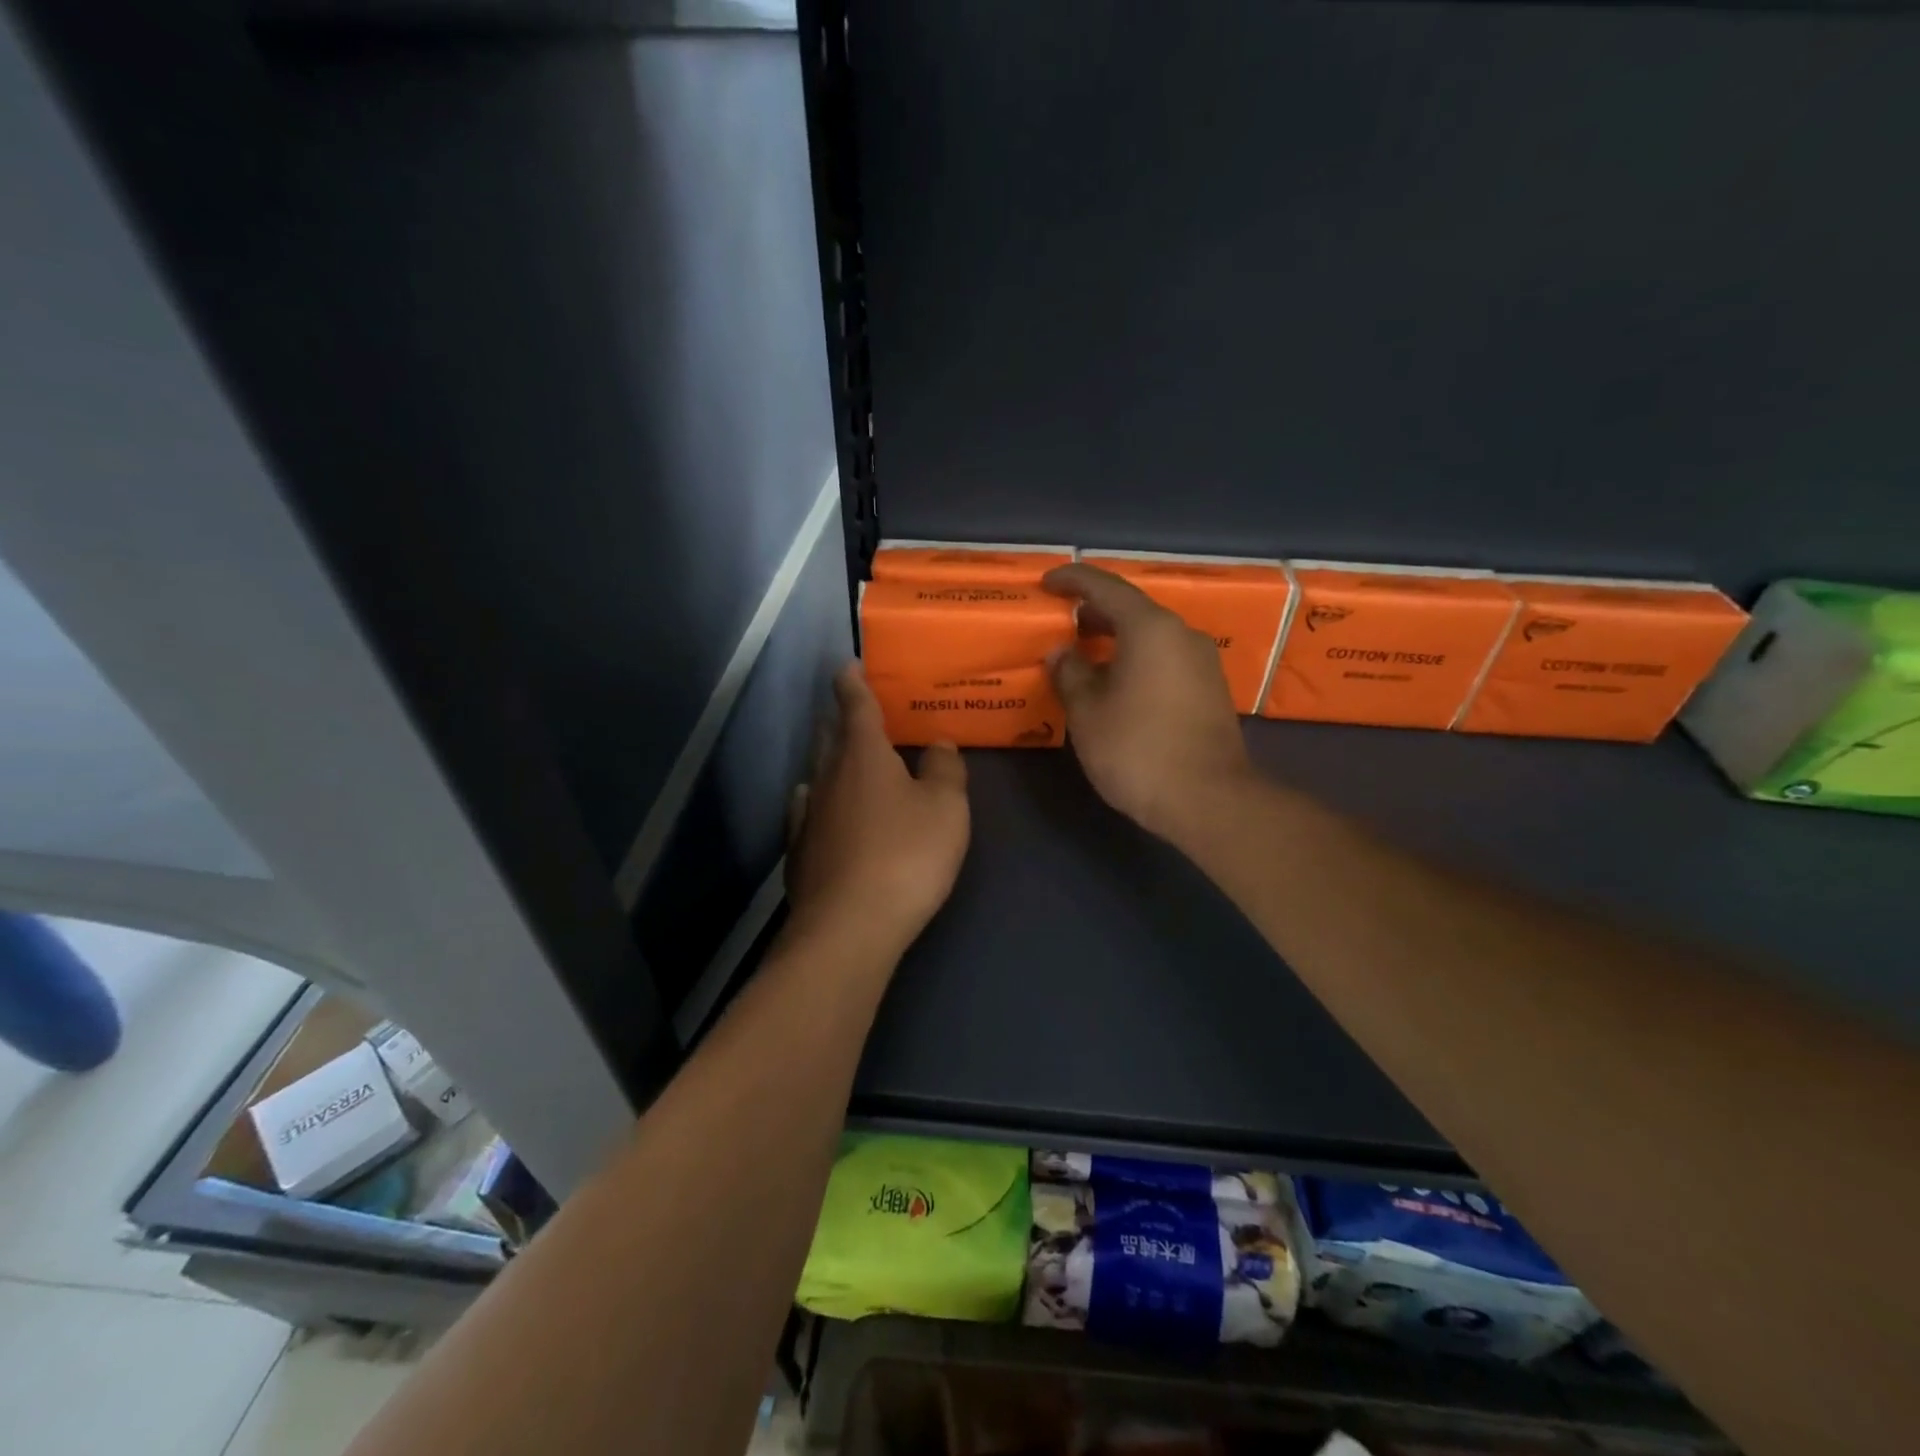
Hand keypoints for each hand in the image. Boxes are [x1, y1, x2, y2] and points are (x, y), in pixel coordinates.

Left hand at [785, 664, 970, 954]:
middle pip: (830, 735)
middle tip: (855, 709)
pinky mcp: (799, 851)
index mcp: (863, 755)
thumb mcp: (946, 808)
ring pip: (818, 772)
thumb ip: (945, 770)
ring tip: (846, 757)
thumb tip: (938, 744)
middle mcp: (828, 776)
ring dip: (831, 759)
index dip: (852, 682)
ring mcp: (808, 814)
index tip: (848, 665)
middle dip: (841, 717)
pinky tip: (817, 805)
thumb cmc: (906, 856)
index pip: (855, 705)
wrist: (849, 926)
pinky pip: (807, 810)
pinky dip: (818, 799)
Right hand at [1043, 563, 1254, 843]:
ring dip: (1117, 639)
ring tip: (1084, 655)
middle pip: (1133, 610)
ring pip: (1151, 637)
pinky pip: (1165, 659)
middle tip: (1062, 623)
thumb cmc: (1137, 749)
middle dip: (1094, 613)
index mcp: (1150, 628)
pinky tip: (1115, 684)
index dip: (1073, 580)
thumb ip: (1070, 673)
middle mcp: (1182, 635)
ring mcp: (1202, 662)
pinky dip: (1137, 660)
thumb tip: (1062, 652)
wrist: (1208, 799)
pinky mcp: (1210, 690)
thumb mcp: (1087, 712)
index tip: (1047, 583)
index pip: (1106, 587)